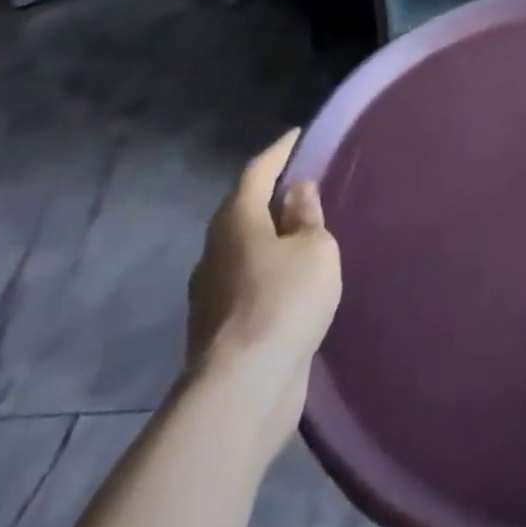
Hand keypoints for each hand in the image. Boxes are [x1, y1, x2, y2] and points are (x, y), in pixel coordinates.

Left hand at [185, 127, 341, 452]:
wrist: (242, 391)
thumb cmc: (283, 301)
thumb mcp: (314, 248)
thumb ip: (306, 217)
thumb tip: (296, 192)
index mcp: (236, 221)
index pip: (257, 171)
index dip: (279, 151)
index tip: (297, 135)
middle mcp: (215, 251)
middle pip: (244, 211)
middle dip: (271, 196)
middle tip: (304, 185)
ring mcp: (211, 294)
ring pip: (244, 250)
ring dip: (270, 238)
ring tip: (303, 234)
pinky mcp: (219, 330)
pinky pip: (247, 283)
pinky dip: (269, 272)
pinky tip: (292, 282)